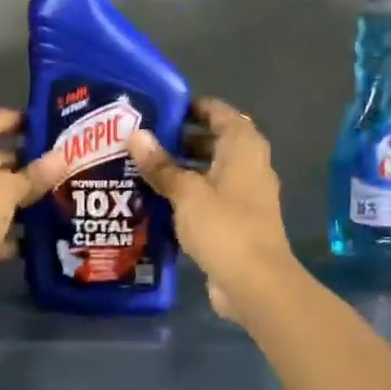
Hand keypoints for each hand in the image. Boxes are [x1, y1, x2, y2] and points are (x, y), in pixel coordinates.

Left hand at [0, 108, 50, 309]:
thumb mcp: (5, 189)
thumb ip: (35, 174)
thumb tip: (63, 156)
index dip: (19, 121)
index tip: (49, 121)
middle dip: (25, 162)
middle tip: (62, 160)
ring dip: (20, 195)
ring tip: (60, 190)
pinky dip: (11, 224)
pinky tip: (43, 226)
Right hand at [128, 98, 299, 321]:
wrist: (255, 283)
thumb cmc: (224, 227)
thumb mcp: (186, 192)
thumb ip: (160, 165)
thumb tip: (135, 134)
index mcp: (243, 147)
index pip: (218, 112)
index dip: (191, 106)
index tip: (158, 109)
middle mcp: (249, 165)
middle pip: (213, 142)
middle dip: (179, 140)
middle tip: (140, 141)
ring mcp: (244, 196)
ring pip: (209, 172)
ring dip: (180, 170)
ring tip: (140, 169)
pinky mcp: (236, 222)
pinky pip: (208, 198)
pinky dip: (186, 196)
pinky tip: (155, 202)